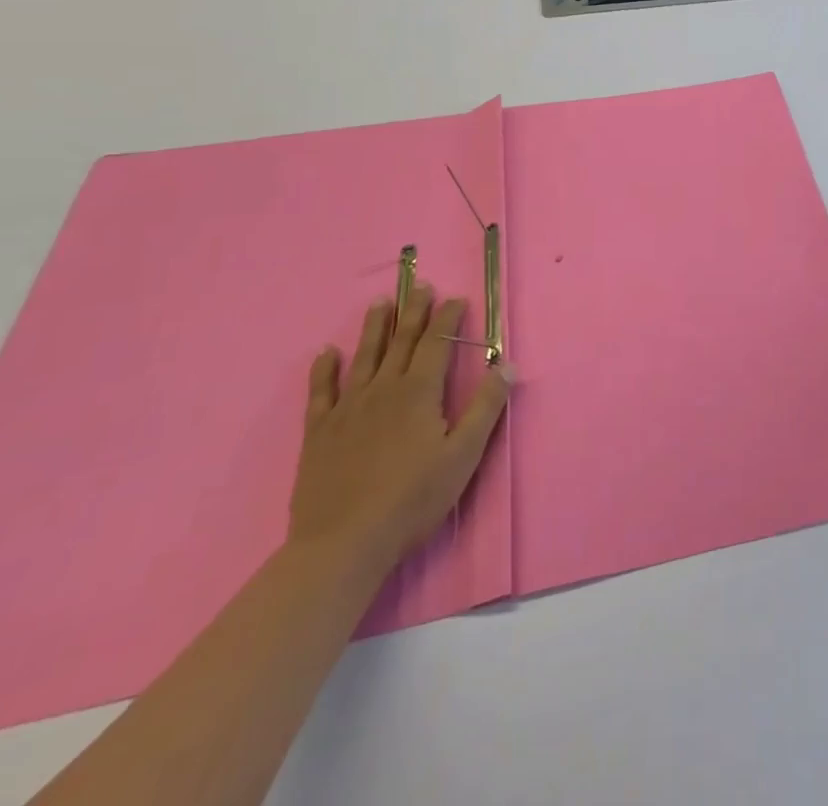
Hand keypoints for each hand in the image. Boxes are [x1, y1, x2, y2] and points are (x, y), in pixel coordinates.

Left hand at [289, 283, 512, 577]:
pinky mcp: (319, 432)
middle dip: (414, 311)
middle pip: (401, 341)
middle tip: (420, 284)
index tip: (456, 298)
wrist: (343, 544)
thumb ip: (485, 407)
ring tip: (379, 302)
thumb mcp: (463, 455)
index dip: (447, 318)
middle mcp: (383, 389)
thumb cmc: (412, 499)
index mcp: (419, 393)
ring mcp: (348, 409)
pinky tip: (326, 353)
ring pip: (364, 356)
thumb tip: (507, 365)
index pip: (436, 343)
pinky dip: (324, 369)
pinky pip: (321, 392)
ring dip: (373, 327)